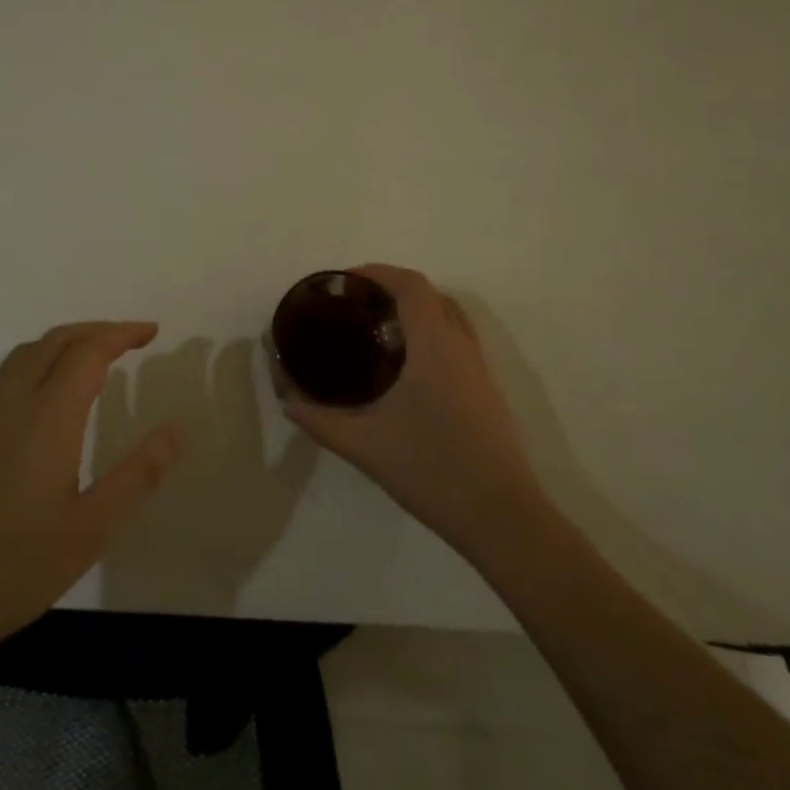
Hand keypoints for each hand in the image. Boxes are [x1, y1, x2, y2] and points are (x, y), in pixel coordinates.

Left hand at [0, 321, 181, 658]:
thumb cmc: (14, 567)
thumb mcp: (91, 529)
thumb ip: (137, 475)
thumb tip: (176, 429)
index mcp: (46, 417)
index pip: (88, 352)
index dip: (121, 334)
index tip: (151, 331)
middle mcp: (10, 402)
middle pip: (55, 341)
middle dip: (96, 330)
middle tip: (131, 338)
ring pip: (25, 353)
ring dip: (65, 342)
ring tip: (94, 357)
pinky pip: (5, 373)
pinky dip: (37, 360)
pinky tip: (44, 391)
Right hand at [284, 265, 545, 559]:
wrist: (500, 516)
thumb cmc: (432, 470)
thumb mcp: (366, 446)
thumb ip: (321, 421)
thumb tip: (288, 403)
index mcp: (434, 346)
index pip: (411, 286)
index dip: (378, 272)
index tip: (346, 281)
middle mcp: (461, 347)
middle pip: (431, 295)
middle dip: (393, 289)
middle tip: (356, 306)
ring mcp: (479, 368)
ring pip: (449, 317)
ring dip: (416, 311)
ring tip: (378, 332)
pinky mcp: (486, 390)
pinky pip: (457, 341)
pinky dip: (431, 334)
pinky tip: (406, 369)